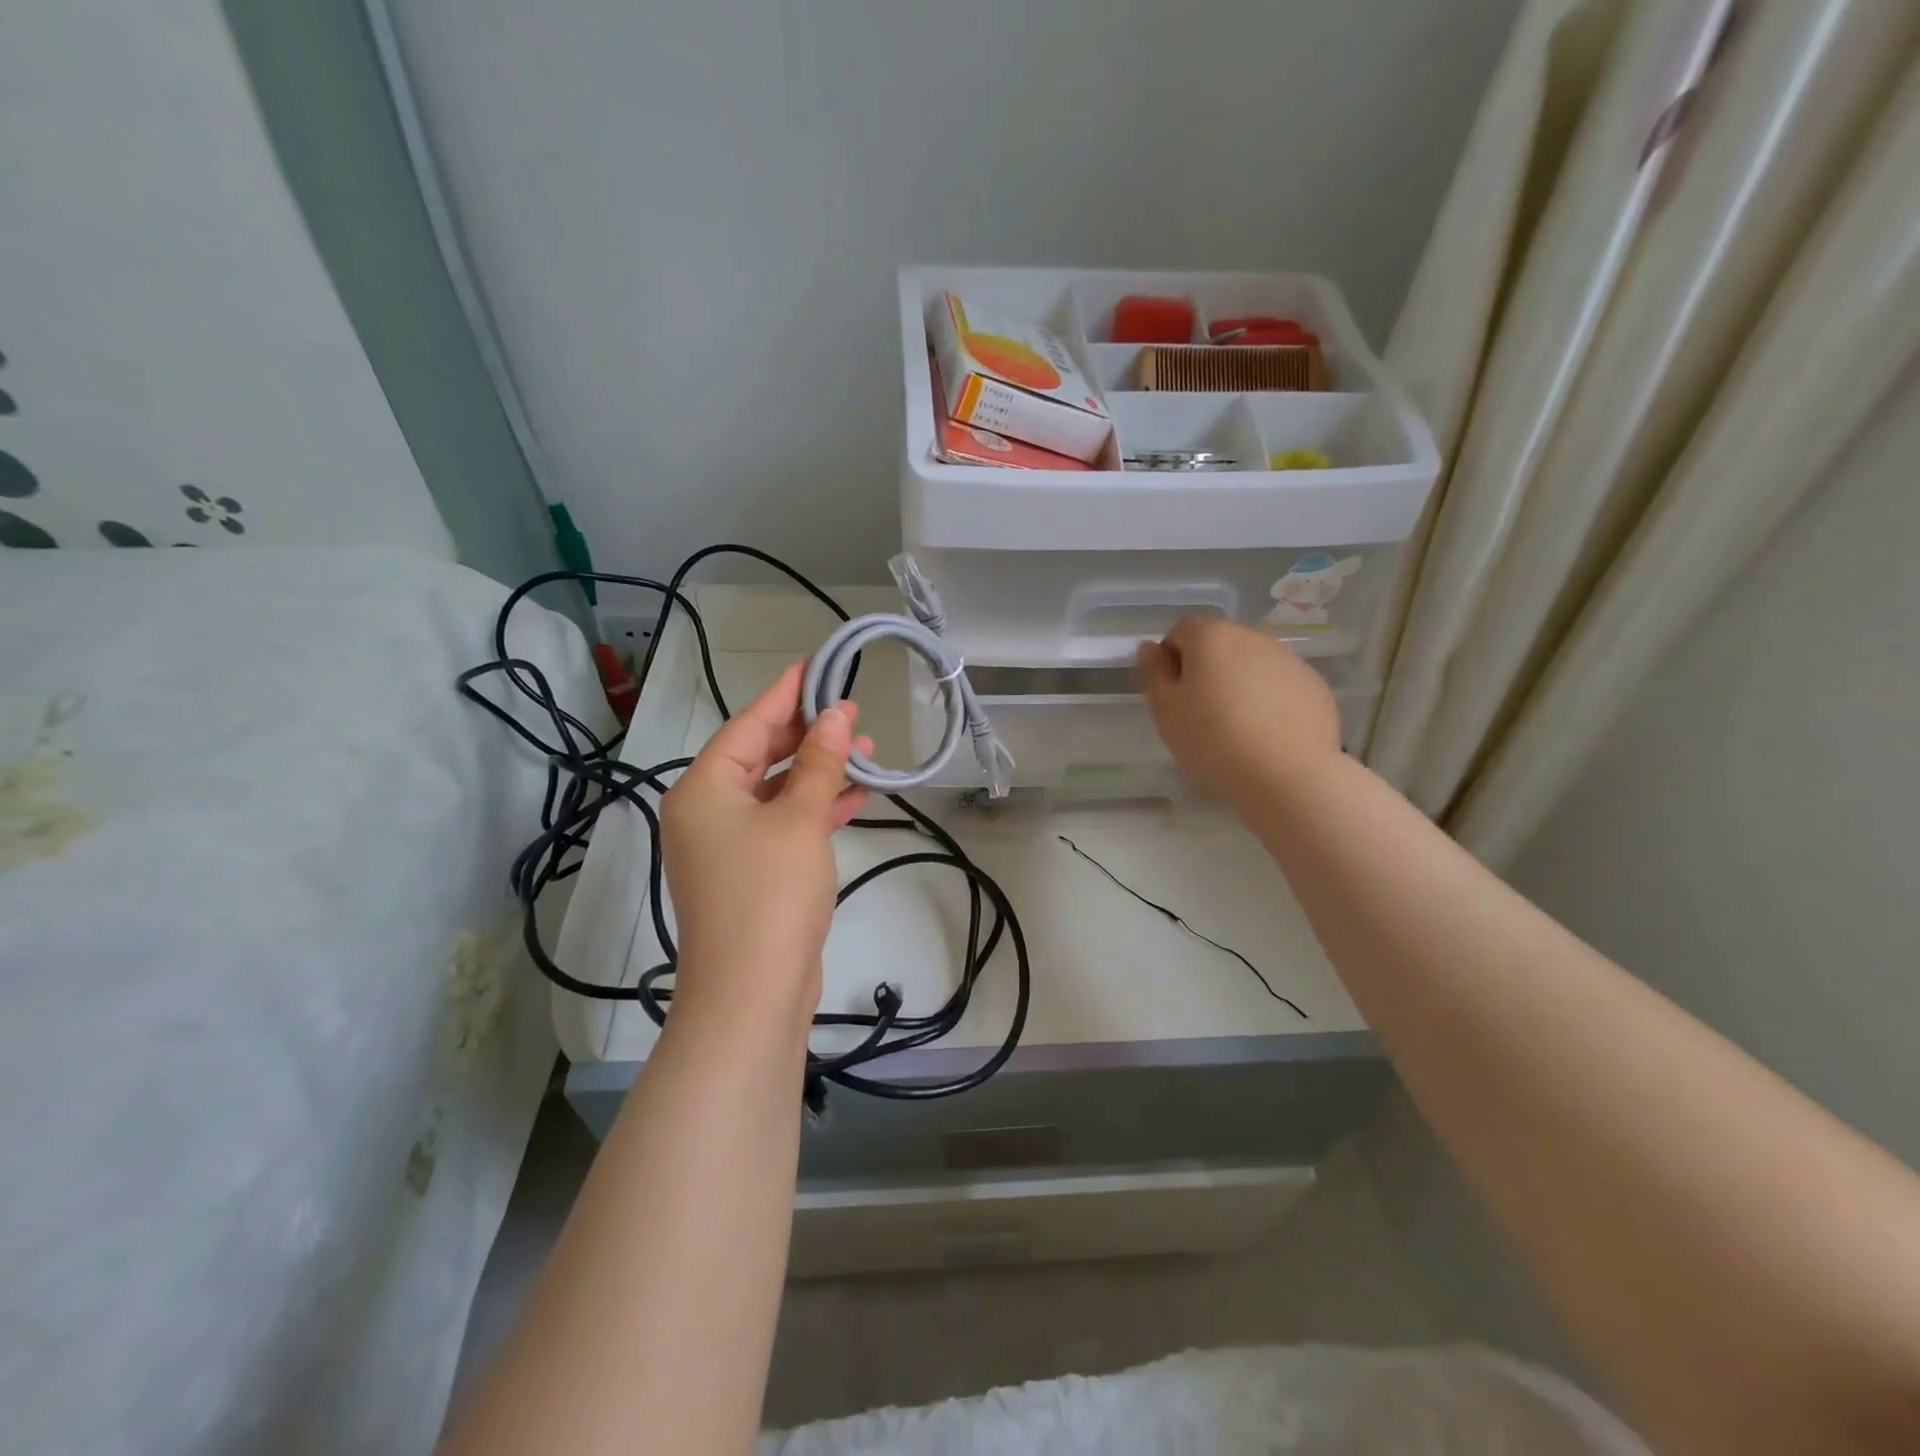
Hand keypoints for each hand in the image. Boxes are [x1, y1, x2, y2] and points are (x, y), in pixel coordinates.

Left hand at [659, 662, 871, 1027]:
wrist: (752, 993)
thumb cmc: (770, 894)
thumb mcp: (799, 820)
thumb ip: (819, 764)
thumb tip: (836, 717)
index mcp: (703, 789)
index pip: (749, 724)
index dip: (786, 693)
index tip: (817, 664)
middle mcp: (707, 811)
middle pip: (759, 755)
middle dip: (808, 734)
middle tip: (852, 710)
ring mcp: (727, 845)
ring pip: (776, 791)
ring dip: (818, 772)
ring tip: (866, 750)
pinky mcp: (750, 873)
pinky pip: (783, 824)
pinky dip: (815, 809)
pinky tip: (854, 796)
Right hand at [1138, 617, 1340, 804]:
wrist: (1288, 776)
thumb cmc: (1213, 741)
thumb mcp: (1165, 710)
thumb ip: (1154, 672)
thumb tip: (1150, 647)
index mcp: (1211, 637)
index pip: (1180, 631)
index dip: (1171, 661)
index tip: (1174, 696)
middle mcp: (1253, 636)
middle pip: (1219, 644)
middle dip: (1207, 670)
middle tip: (1201, 714)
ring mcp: (1289, 659)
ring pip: (1252, 664)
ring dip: (1240, 684)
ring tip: (1237, 728)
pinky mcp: (1315, 685)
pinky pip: (1280, 685)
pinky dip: (1270, 700)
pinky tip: (1267, 735)